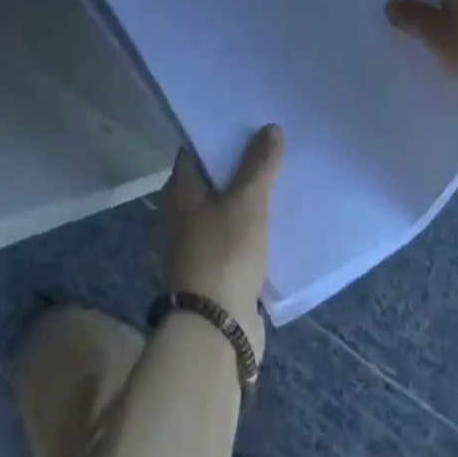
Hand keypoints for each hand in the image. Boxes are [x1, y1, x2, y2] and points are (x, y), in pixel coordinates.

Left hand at [159, 124, 283, 355]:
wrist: (215, 332)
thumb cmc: (224, 254)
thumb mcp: (247, 202)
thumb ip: (259, 164)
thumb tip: (270, 128)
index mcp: (179, 192)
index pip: (196, 151)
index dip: (221, 135)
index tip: (248, 124)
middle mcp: (180, 215)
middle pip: (211, 180)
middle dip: (238, 166)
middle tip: (270, 148)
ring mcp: (194, 246)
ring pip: (223, 210)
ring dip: (246, 199)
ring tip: (278, 180)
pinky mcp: (212, 272)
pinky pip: (232, 237)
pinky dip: (249, 228)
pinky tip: (274, 223)